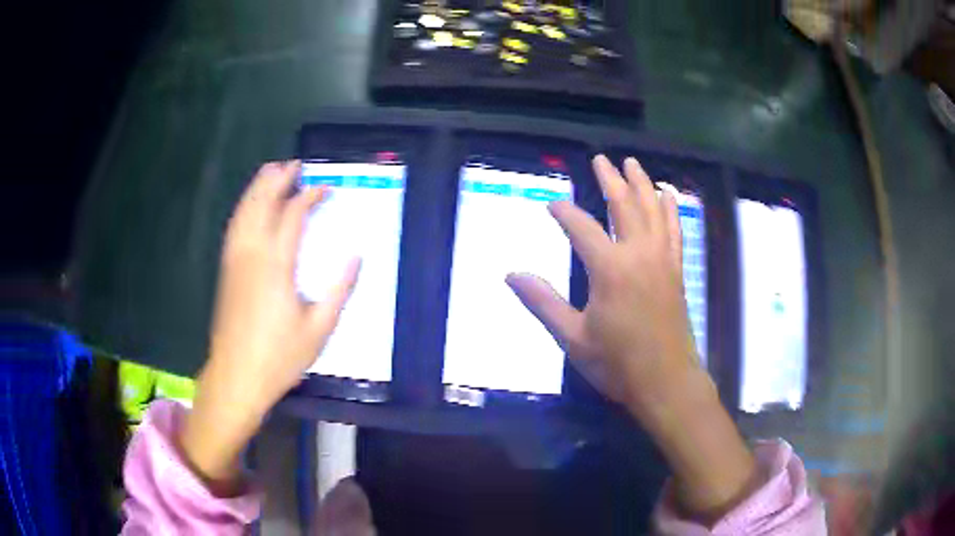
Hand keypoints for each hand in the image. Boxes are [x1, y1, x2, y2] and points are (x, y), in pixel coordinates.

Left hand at [180, 161, 359, 492]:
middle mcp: (252, 254)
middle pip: (262, 203)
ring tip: (271, 172)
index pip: (292, 215)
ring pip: (244, 211)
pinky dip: (244, 208)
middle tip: (294, 165)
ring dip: (258, 188)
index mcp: (277, 265)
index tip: (325, 189)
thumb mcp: (319, 328)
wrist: (236, 375)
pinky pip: (234, 227)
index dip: (309, 196)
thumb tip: (356, 256)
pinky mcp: (226, 270)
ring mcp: (235, 260)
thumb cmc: (280, 356)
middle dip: (278, 180)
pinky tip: (250, 206)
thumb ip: (339, 289)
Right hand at [506, 155, 697, 414]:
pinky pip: (674, 230)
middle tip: (600, 159)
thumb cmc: (617, 363)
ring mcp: (662, 260)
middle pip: (623, 205)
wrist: (666, 382)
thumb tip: (511, 275)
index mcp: (609, 268)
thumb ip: (543, 302)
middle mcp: (638, 254)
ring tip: (632, 163)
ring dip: (641, 184)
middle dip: (610, 179)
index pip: (581, 227)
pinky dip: (670, 209)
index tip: (552, 204)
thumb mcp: (573, 337)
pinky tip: (667, 195)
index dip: (564, 213)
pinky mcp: (676, 270)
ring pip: (652, 210)